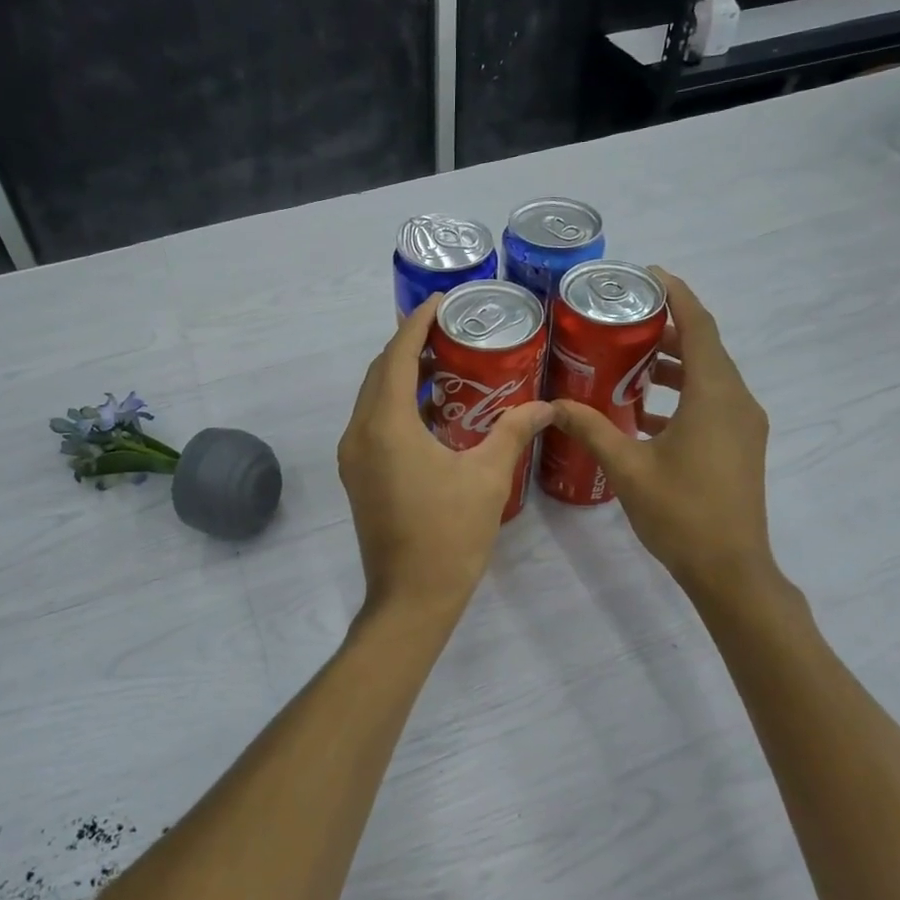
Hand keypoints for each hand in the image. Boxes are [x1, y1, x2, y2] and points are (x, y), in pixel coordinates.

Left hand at [337, 297, 553, 625]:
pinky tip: (433, 409)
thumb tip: (547, 405)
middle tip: (449, 329)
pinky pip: (372, 423)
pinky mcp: (357, 475)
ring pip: (373, 398)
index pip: (398, 356)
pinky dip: (396, 404)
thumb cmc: (450, 535)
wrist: (411, 597)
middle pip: (380, 372)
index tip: (441, 302)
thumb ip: (514, 431)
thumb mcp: (488, 477)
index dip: (416, 324)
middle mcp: (359, 433)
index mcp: (386, 426)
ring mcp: (352, 456)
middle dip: (409, 345)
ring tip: (445, 362)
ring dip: (401, 375)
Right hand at [548, 269, 781, 605]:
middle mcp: (736, 401)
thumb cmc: (681, 512)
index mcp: (714, 396)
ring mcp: (743, 425)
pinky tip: (641, 412)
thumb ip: (591, 428)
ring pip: (707, 377)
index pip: (699, 327)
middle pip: (704, 348)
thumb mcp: (627, 467)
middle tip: (622, 320)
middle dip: (666, 329)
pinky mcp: (740, 446)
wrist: (730, 569)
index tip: (648, 274)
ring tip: (626, 361)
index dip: (677, 295)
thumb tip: (553, 404)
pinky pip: (710, 403)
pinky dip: (679, 395)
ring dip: (672, 364)